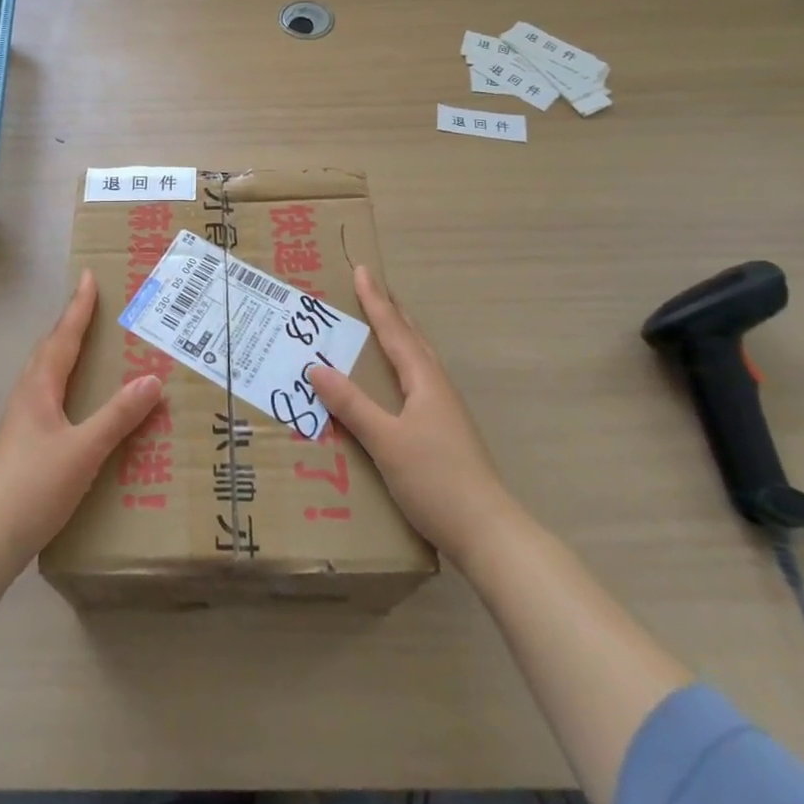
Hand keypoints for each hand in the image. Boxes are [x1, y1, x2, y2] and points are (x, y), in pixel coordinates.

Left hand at [0, 270, 163, 564]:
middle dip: (71, 323)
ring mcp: (22, 419)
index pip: (63, 337)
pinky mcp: (24, 440)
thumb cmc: (35, 486)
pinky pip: (48, 392)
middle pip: (50, 348)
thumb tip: (151, 380)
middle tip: (93, 304)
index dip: (78, 307)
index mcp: (40, 388)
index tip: (88, 277)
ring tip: (89, 344)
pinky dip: (65, 378)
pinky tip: (78, 398)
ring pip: (46, 371)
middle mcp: (28, 395)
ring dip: (66, 349)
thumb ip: (118, 416)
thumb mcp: (84, 450)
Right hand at [309, 265, 510, 560]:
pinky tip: (393, 383)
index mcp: (425, 380)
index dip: (376, 301)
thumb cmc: (435, 479)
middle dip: (392, 312)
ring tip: (383, 325)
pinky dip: (401, 366)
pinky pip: (417, 382)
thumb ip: (351, 404)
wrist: (487, 532)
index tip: (362, 271)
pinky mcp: (445, 433)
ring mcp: (445, 411)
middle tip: (374, 288)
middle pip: (412, 338)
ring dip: (400, 337)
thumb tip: (316, 366)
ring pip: (418, 360)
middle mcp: (437, 387)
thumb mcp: (386, 440)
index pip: (394, 331)